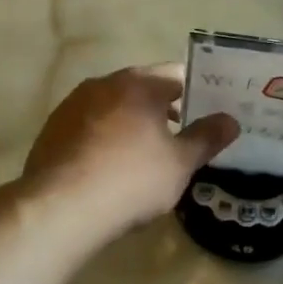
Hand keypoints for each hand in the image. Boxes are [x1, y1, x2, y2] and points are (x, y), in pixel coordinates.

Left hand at [20, 65, 238, 238]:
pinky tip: (110, 164)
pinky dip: (104, 136)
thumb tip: (230, 120)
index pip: (176, 75)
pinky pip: (88, 125)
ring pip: (112, 106)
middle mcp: (103, 84)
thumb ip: (207, 138)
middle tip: (182, 131)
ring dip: (131, 121)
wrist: (60, 208)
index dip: (195, 92)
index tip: (207, 111)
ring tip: (146, 150)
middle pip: (141, 88)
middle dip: (162, 106)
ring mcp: (72, 105)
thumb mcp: (180, 164)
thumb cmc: (131, 180)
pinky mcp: (51, 130)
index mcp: (139, 84)